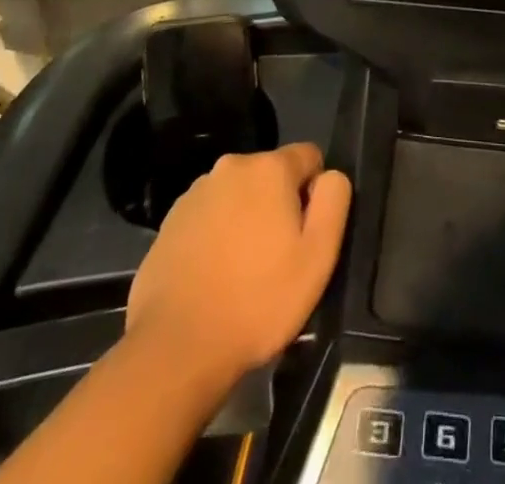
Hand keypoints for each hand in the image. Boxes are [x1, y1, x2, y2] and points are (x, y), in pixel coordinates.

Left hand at [125, 143, 351, 386]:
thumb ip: (334, 200)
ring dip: (247, 219)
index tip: (305, 235)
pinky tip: (214, 277)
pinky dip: (217, 235)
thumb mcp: (318, 256)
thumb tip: (329, 176)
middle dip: (279, 205)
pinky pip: (209, 216)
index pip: (309, 157)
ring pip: (239, 195)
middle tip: (277, 259)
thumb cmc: (258, 301)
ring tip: (243, 272)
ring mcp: (196, 192)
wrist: (176, 347)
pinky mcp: (170, 220)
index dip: (315, 193)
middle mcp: (231, 166)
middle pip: (271, 175)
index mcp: (269, 167)